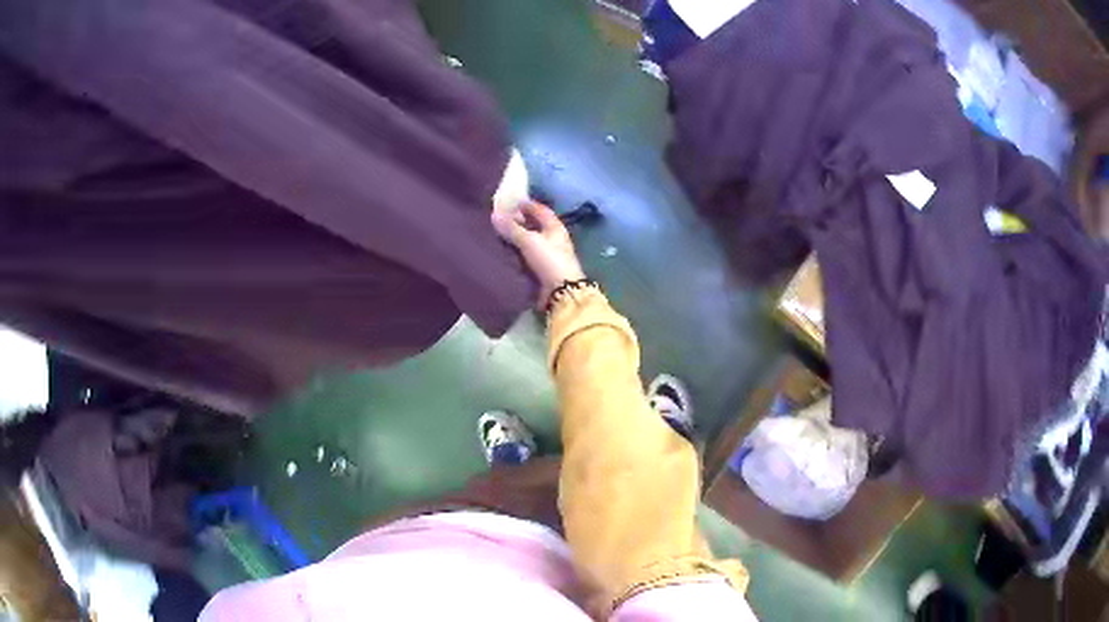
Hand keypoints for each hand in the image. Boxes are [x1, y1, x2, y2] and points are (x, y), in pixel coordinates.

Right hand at [492, 202, 586, 306]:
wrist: (561, 291)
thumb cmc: (548, 260)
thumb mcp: (528, 241)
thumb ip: (511, 228)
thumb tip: (494, 215)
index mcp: (555, 227)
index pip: (541, 210)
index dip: (527, 205)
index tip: (510, 203)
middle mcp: (554, 238)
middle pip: (536, 225)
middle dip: (520, 221)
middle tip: (501, 218)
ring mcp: (549, 254)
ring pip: (531, 241)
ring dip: (518, 237)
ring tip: (499, 234)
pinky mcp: (543, 268)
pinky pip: (528, 255)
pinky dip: (518, 252)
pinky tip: (506, 251)